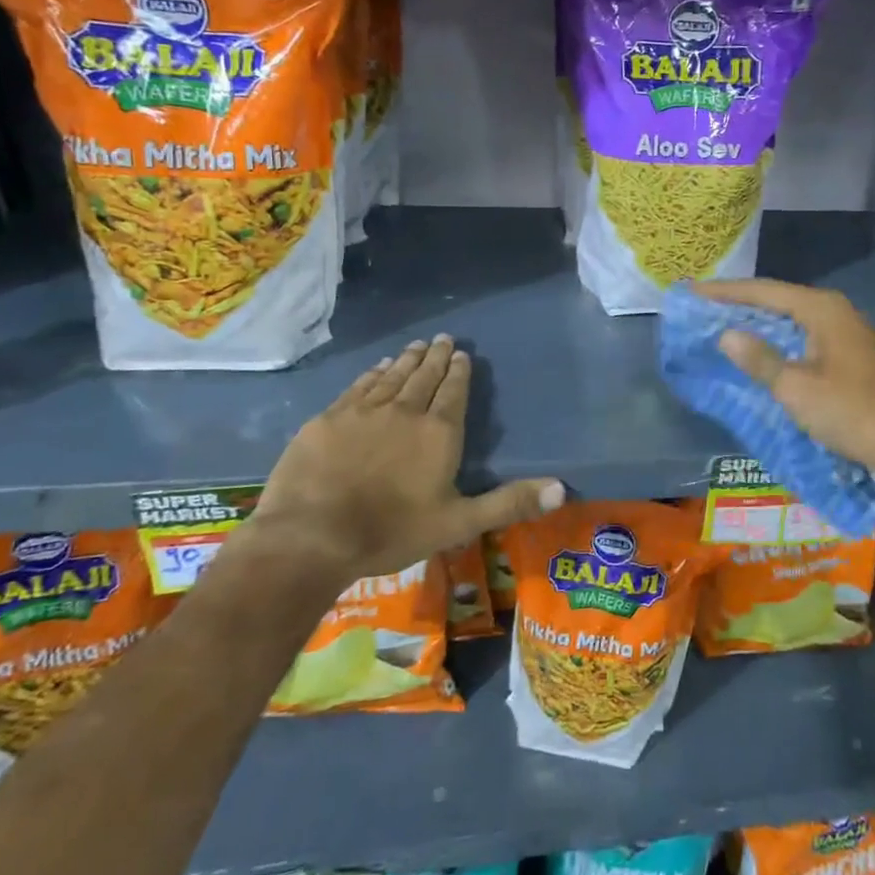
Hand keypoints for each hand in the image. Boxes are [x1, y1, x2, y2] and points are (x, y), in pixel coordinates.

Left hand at [239, 335, 563, 587]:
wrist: (311, 537)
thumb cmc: (391, 532)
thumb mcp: (459, 523)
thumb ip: (509, 502)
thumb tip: (563, 489)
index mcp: (439, 432)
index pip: (454, 391)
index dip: (459, 371)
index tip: (462, 353)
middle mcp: (405, 411)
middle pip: (424, 376)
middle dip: (436, 356)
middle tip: (442, 338)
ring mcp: (363, 411)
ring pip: (391, 376)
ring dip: (406, 359)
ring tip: (415, 345)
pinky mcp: (328, 419)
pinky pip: (358, 387)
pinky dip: (372, 374)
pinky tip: (376, 368)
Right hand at [697, 279, 874, 481]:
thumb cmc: (850, 412)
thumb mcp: (795, 387)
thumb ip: (759, 358)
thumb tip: (727, 335)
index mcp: (822, 309)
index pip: (764, 291)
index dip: (726, 292)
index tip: (693, 292)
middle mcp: (836, 311)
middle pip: (779, 300)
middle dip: (741, 304)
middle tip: (703, 307)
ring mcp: (847, 333)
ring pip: (792, 320)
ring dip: (759, 323)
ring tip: (723, 325)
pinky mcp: (851, 355)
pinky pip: (804, 337)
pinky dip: (778, 341)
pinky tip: (761, 352)